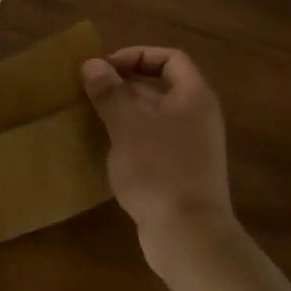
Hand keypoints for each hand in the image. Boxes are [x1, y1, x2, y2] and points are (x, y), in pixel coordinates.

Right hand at [82, 47, 240, 282]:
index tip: (106, 69)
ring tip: (93, 115)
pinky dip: (132, 136)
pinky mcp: (182, 171)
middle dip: (126, 84)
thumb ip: (110, 92)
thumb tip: (92, 64)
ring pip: (157, 115)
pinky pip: (156, 141)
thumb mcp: (127, 125)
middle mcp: (198, 116)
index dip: (137, 56)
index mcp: (194, 97)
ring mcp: (193, 146)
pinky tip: (108, 146)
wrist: (188, 234)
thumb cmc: (158, 170)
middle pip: (163, 86)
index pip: (170, 59)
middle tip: (91, 91)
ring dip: (126, 111)